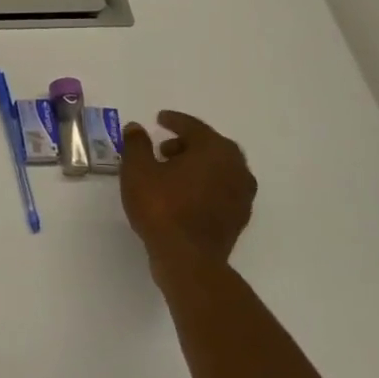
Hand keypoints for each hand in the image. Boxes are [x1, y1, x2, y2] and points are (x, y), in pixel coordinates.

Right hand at [121, 110, 256, 276]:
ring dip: (197, 165)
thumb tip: (136, 128)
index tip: (160, 118)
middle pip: (210, 146)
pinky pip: (221, 189)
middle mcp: (236, 166)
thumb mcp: (137, 170)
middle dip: (187, 143)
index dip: (174, 121)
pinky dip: (205, 184)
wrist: (188, 259)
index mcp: (214, 149)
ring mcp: (242, 193)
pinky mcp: (239, 216)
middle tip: (163, 148)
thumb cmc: (161, 208)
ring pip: (218, 168)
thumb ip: (137, 144)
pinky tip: (185, 194)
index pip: (193, 127)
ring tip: (171, 172)